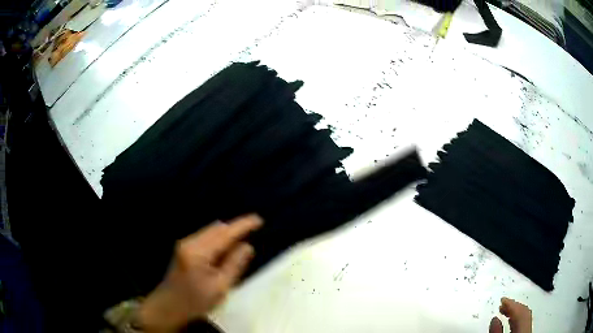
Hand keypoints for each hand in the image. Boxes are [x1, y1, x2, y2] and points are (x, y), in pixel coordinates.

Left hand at [138, 214, 262, 331]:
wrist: (168, 307)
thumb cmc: (195, 301)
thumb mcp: (219, 288)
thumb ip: (234, 265)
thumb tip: (247, 246)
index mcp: (198, 252)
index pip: (224, 233)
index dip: (243, 225)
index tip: (259, 220)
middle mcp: (190, 242)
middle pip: (216, 228)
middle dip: (235, 228)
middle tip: (254, 232)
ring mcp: (185, 244)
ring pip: (211, 232)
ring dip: (227, 234)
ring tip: (242, 241)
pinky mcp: (184, 249)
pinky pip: (206, 238)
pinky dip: (218, 240)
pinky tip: (226, 250)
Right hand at [489, 297, 532, 332]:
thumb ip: (497, 331)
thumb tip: (494, 318)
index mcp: (524, 326)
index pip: (521, 309)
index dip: (512, 302)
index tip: (502, 298)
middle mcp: (529, 325)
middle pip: (524, 311)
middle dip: (514, 305)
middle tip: (503, 302)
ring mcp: (528, 328)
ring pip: (524, 316)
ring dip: (514, 311)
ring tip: (504, 309)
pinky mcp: (526, 331)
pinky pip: (523, 322)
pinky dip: (516, 319)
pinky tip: (509, 320)